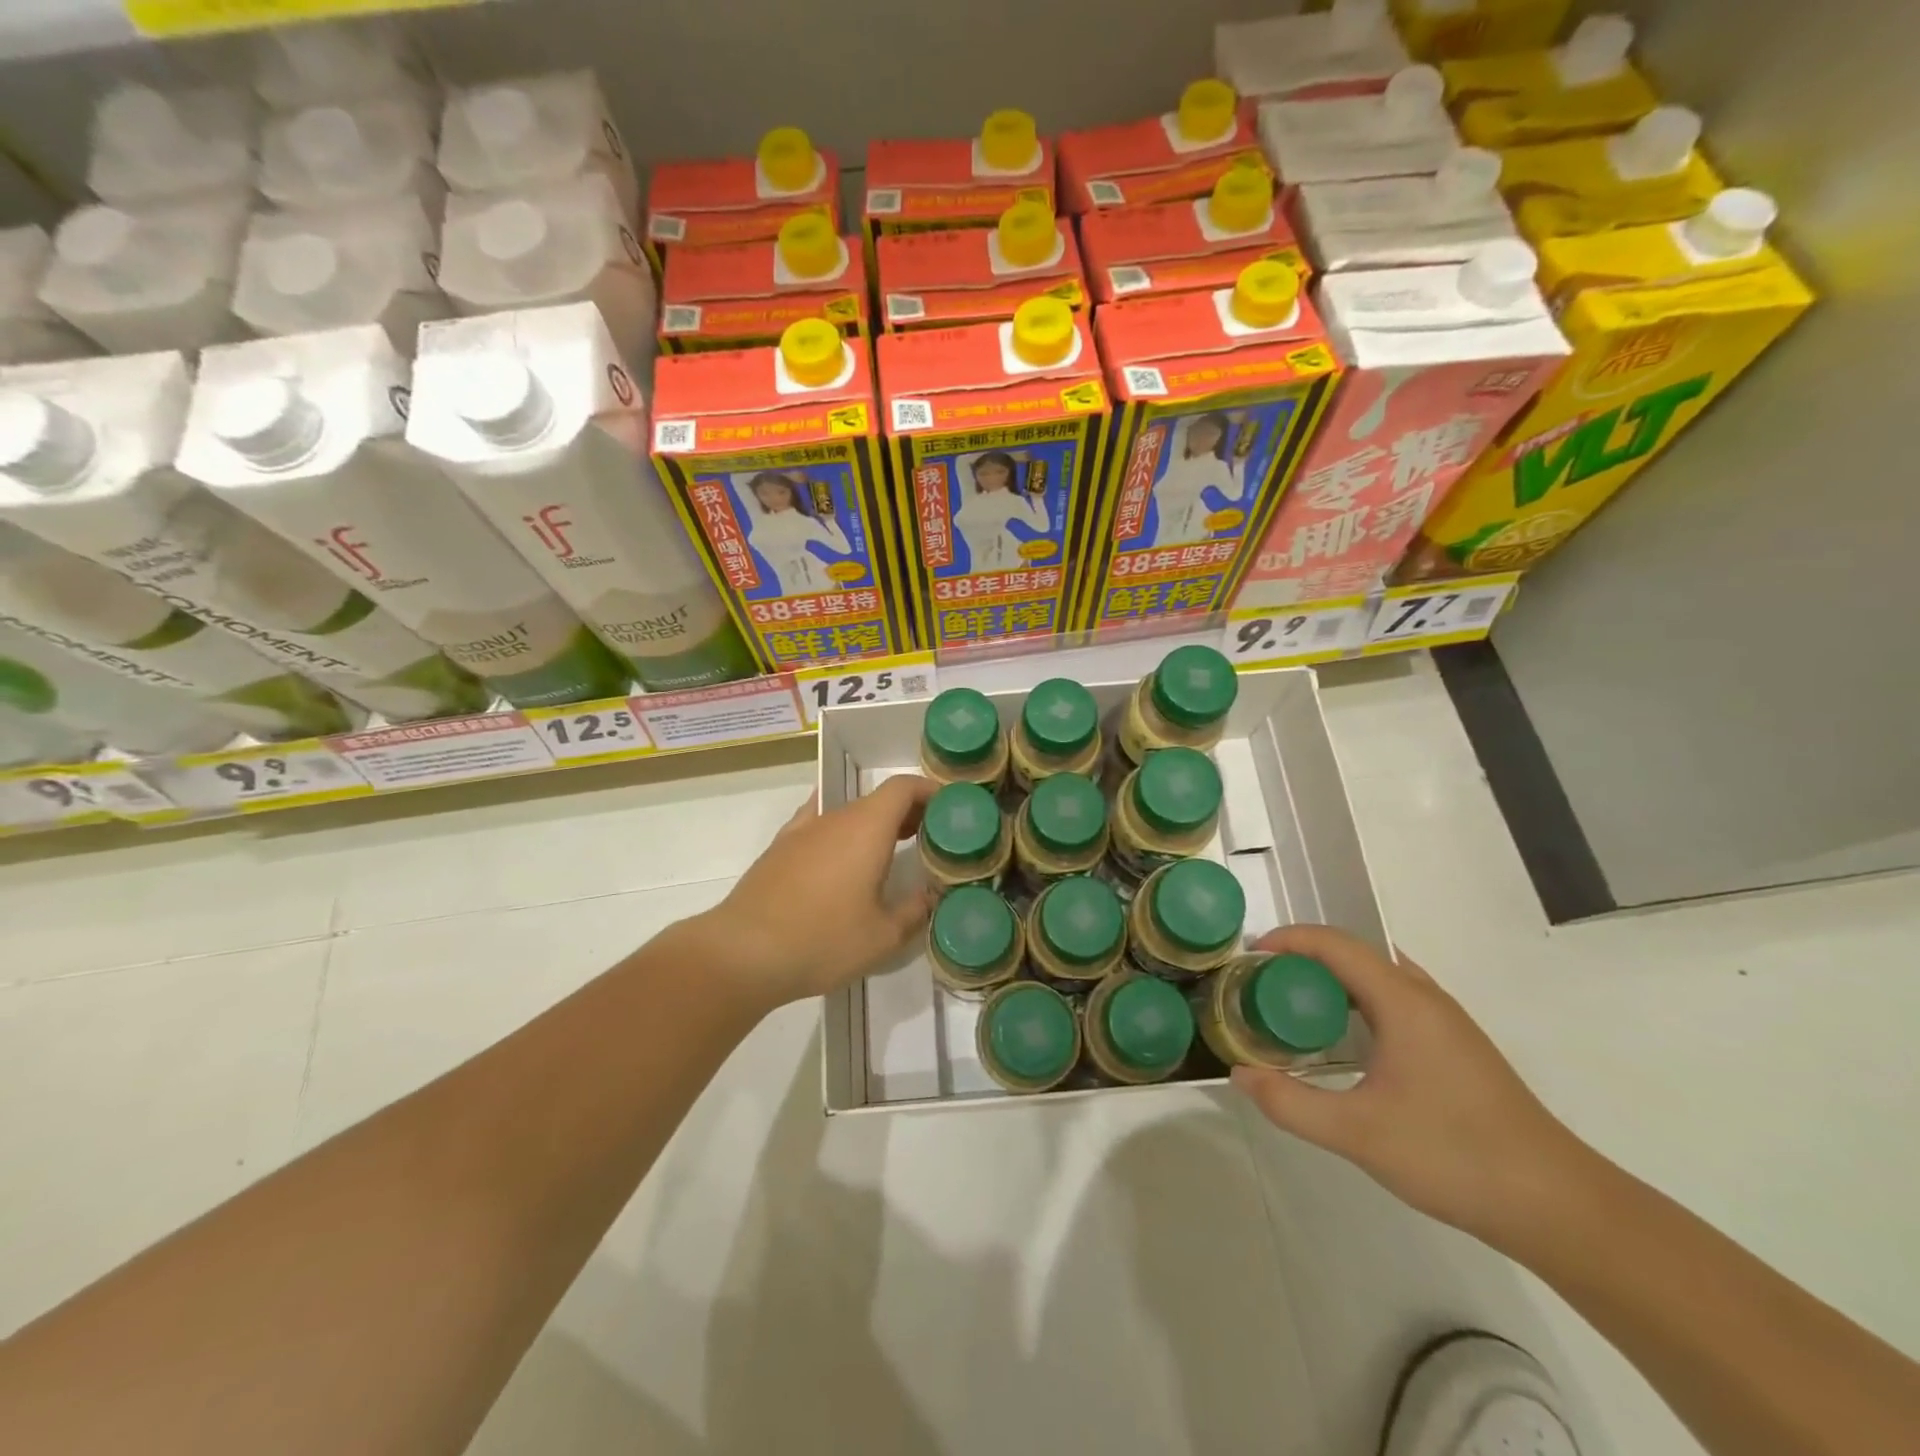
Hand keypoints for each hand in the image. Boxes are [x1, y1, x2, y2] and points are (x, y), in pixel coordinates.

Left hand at [696, 775, 937, 1006]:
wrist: (743, 952)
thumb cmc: (822, 939)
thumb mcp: (882, 936)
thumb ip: (914, 911)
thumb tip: (931, 896)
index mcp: (866, 828)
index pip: (903, 787)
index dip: (930, 790)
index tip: (950, 808)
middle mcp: (835, 818)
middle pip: (877, 798)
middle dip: (909, 811)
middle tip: (932, 836)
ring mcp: (803, 831)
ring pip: (849, 813)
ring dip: (875, 824)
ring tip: (893, 851)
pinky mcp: (780, 849)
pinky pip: (820, 826)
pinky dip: (842, 833)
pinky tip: (843, 858)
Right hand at [1231, 924, 1592, 1248]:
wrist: (1558, 1206)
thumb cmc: (1454, 1156)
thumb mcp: (1358, 1134)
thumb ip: (1290, 1102)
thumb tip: (1240, 1074)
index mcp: (1402, 1001)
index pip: (1334, 944)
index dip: (1286, 940)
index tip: (1247, 960)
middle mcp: (1424, 997)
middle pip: (1353, 951)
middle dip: (1301, 958)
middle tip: (1261, 986)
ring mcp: (1444, 1020)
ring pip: (1375, 975)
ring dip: (1330, 978)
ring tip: (1292, 1006)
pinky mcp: (1454, 1045)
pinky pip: (1392, 998)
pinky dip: (1355, 999)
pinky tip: (1342, 1040)